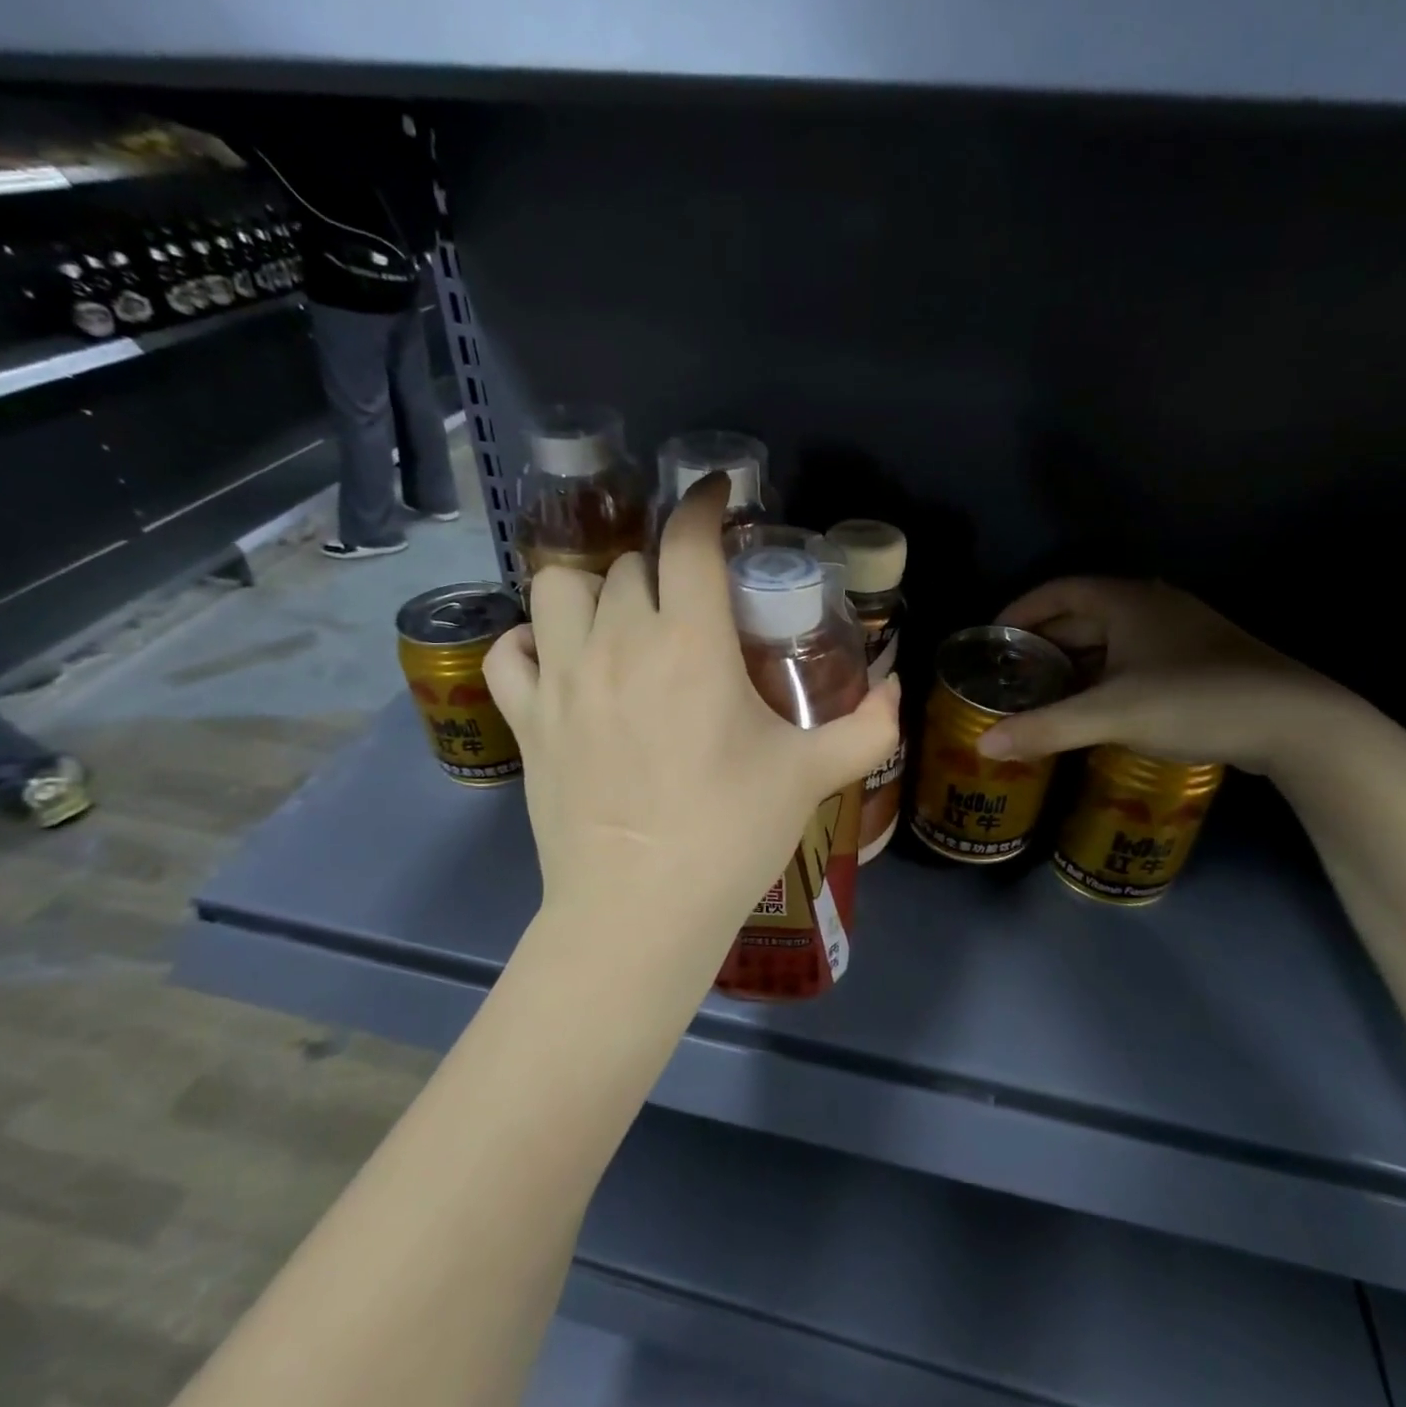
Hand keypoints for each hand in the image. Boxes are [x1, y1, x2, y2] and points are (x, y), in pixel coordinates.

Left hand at [485, 476, 899, 959]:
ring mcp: (561, 679)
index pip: (688, 542)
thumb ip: (867, 728)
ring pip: (558, 588)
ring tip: (618, 621)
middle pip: (627, 564)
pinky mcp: (526, 720)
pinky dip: (529, 643)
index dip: (703, 504)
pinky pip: (508, 652)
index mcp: (689, 644)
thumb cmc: (730, 834)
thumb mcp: (811, 776)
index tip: (717, 496)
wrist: (640, 910)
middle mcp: (618, 643)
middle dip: (661, 567)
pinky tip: (555, 661)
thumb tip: (897, 691)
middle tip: (686, 600)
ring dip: (592, 590)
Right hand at [976, 578, 1351, 776]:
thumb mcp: (1112, 715)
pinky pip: (1131, 659)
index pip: (1058, 590)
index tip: (991, 638)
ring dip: (1072, 662)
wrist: (1298, 723)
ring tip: (1038, 692)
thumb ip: (1045, 728)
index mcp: (1127, 601)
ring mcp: (1179, 634)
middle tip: (1007, 672)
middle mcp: (1151, 606)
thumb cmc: (1196, 701)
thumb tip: (983, 746)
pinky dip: (1101, 677)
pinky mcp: (1196, 661)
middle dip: (1041, 641)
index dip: (1019, 610)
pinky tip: (1090, 706)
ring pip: (1108, 640)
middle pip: (1081, 615)